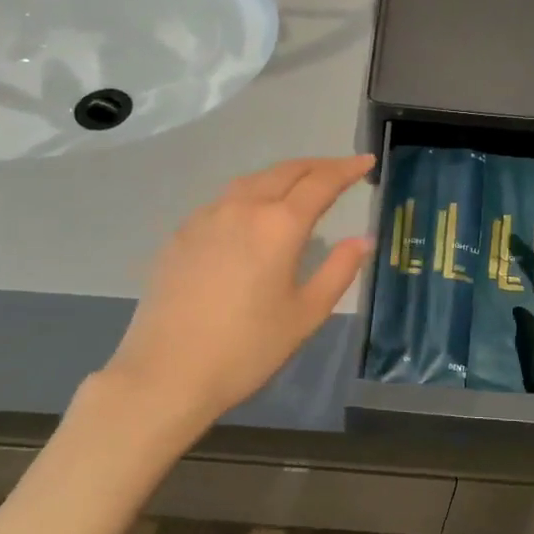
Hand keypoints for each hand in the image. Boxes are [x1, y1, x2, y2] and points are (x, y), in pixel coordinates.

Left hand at [91, 154, 375, 436]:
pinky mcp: (181, 234)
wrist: (166, 373)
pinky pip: (224, 200)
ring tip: (300, 186)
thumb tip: (362, 239)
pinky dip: (251, 195)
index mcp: (279, 225)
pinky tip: (252, 216)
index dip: (347, 169)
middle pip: (286, 171)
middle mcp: (243, 207)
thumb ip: (338, 270)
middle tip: (340, 170)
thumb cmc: (247, 349)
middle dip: (317, 166)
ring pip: (252, 180)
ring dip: (282, 176)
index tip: (366, 160)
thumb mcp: (305, 314)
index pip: (321, 182)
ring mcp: (207, 217)